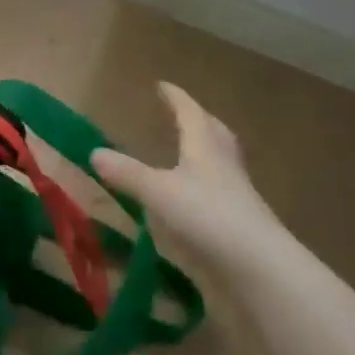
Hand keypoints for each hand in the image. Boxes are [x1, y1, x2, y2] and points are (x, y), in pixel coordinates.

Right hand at [93, 83, 290, 271]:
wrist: (260, 270)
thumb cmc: (207, 217)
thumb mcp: (158, 192)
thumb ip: (127, 173)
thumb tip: (94, 152)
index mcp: (205, 148)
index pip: (190, 113)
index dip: (175, 98)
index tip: (162, 85)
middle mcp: (224, 165)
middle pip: (214, 133)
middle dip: (198, 120)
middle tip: (182, 113)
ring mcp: (237, 196)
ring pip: (221, 162)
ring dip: (205, 152)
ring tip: (188, 152)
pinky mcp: (240, 225)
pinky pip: (222, 192)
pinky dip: (206, 186)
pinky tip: (193, 199)